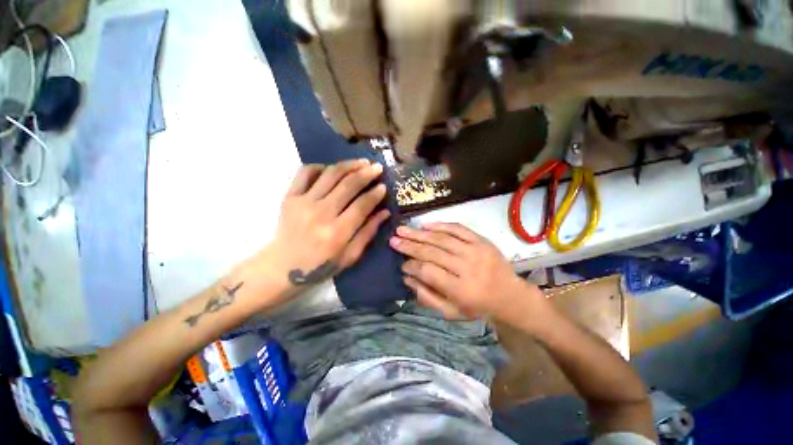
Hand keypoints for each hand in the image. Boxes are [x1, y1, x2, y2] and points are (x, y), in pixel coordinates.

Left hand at [263, 159, 389, 291]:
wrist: (282, 267)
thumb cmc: (320, 265)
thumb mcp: (350, 256)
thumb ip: (368, 232)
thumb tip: (385, 212)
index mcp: (338, 232)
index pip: (362, 205)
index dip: (375, 194)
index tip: (384, 186)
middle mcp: (321, 213)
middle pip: (348, 185)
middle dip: (366, 173)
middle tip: (377, 167)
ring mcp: (303, 202)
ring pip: (330, 174)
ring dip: (349, 165)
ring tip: (361, 162)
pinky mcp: (290, 196)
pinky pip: (306, 172)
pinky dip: (321, 166)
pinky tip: (332, 169)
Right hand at [389, 222, 544, 325]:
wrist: (511, 296)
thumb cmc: (478, 307)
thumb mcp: (451, 312)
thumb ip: (427, 296)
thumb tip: (406, 277)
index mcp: (461, 290)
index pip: (428, 272)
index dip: (411, 266)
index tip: (401, 263)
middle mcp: (467, 268)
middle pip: (432, 252)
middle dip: (409, 246)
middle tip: (393, 240)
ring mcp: (476, 251)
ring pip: (442, 238)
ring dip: (419, 233)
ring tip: (402, 229)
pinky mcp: (481, 241)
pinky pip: (458, 229)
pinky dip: (440, 225)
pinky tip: (425, 225)